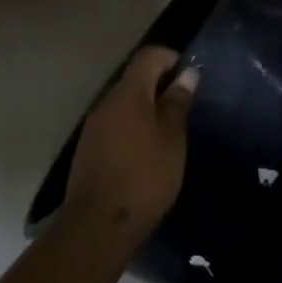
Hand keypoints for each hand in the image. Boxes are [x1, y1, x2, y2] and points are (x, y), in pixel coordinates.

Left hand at [60, 46, 197, 248]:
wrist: (98, 225)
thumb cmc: (144, 177)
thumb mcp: (171, 140)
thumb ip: (177, 103)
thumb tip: (187, 74)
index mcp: (128, 94)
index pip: (149, 56)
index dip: (171, 58)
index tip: (191, 76)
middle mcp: (106, 102)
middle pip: (135, 79)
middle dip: (160, 85)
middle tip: (186, 106)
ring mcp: (94, 126)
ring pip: (124, 103)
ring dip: (147, 109)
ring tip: (171, 131)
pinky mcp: (89, 149)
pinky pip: (116, 124)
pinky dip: (134, 128)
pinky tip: (148, 151)